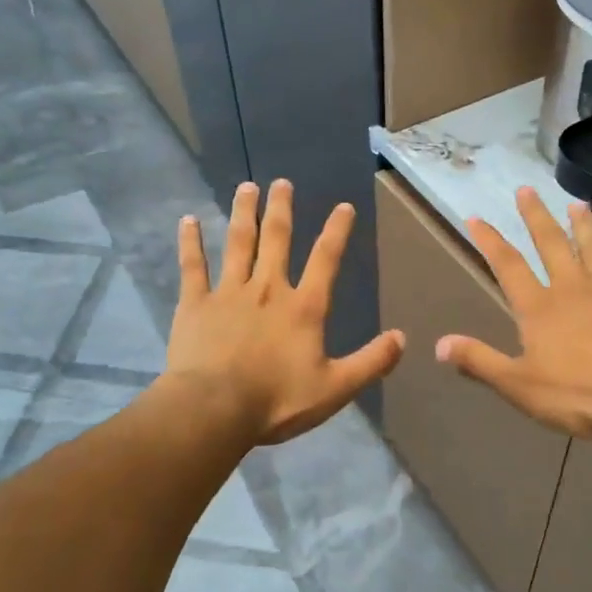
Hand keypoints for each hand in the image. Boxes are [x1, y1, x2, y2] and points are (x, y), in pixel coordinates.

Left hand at [168, 180, 405, 444]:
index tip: (343, 206)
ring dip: (244, 214)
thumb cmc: (278, 401)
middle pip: (277, 239)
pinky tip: (188, 220)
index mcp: (303, 308)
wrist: (216, 409)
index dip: (337, 231)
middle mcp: (268, 289)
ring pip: (239, 243)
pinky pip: (193, 266)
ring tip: (247, 188)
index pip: (325, 260)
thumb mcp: (336, 388)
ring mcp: (228, 293)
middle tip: (281, 183)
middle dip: (281, 209)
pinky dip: (191, 242)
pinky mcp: (195, 304)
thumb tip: (403, 338)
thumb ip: (371, 362)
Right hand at [436, 187, 591, 437]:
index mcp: (538, 308)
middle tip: (526, 189)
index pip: (507, 266)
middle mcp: (571, 288)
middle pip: (551, 243)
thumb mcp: (519, 386)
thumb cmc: (578, 394)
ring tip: (575, 203)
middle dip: (535, 216)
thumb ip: (480, 362)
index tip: (476, 218)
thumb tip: (440, 344)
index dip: (490, 241)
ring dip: (582, 224)